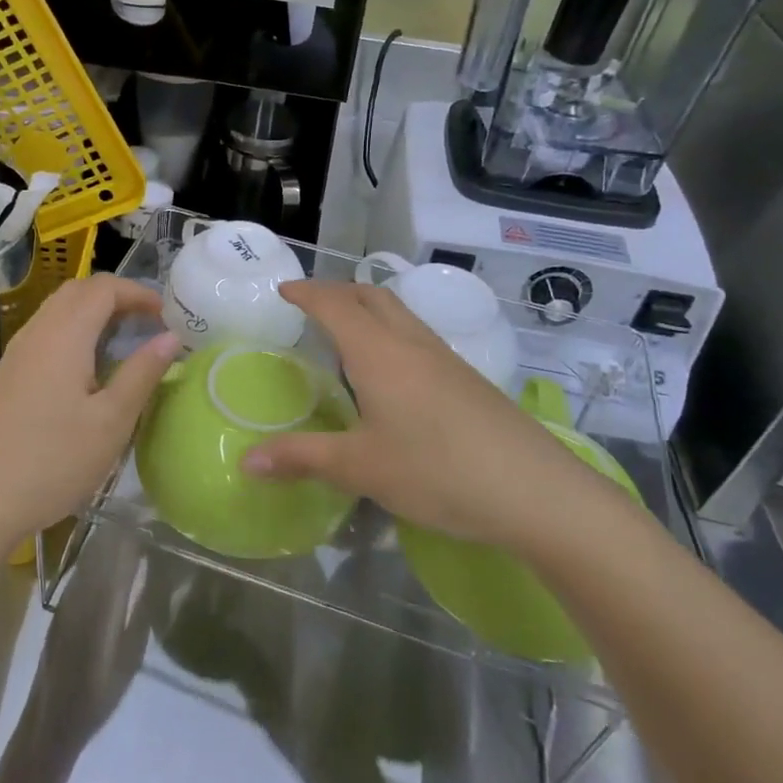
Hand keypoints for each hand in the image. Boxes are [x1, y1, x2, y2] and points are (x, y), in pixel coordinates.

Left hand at [0, 275, 181, 555]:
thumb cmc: (53, 462)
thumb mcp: (112, 422)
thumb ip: (142, 373)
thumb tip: (170, 337)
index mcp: (64, 336)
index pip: (103, 288)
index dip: (138, 292)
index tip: (166, 315)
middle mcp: (36, 333)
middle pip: (77, 291)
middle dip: (116, 297)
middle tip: (147, 323)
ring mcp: (15, 354)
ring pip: (57, 311)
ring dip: (92, 313)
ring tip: (122, 343)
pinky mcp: (5, 376)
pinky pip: (44, 334)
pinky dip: (72, 333)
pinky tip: (85, 370)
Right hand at [244, 281, 599, 550]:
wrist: (536, 491)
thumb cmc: (438, 472)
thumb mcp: (361, 468)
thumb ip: (302, 459)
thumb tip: (246, 462)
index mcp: (379, 353)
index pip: (335, 305)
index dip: (307, 293)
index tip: (283, 291)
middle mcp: (412, 343)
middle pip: (372, 295)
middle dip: (338, 292)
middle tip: (312, 308)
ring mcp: (445, 358)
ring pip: (400, 314)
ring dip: (368, 310)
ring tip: (346, 337)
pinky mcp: (467, 379)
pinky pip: (419, 337)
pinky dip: (391, 334)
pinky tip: (391, 375)